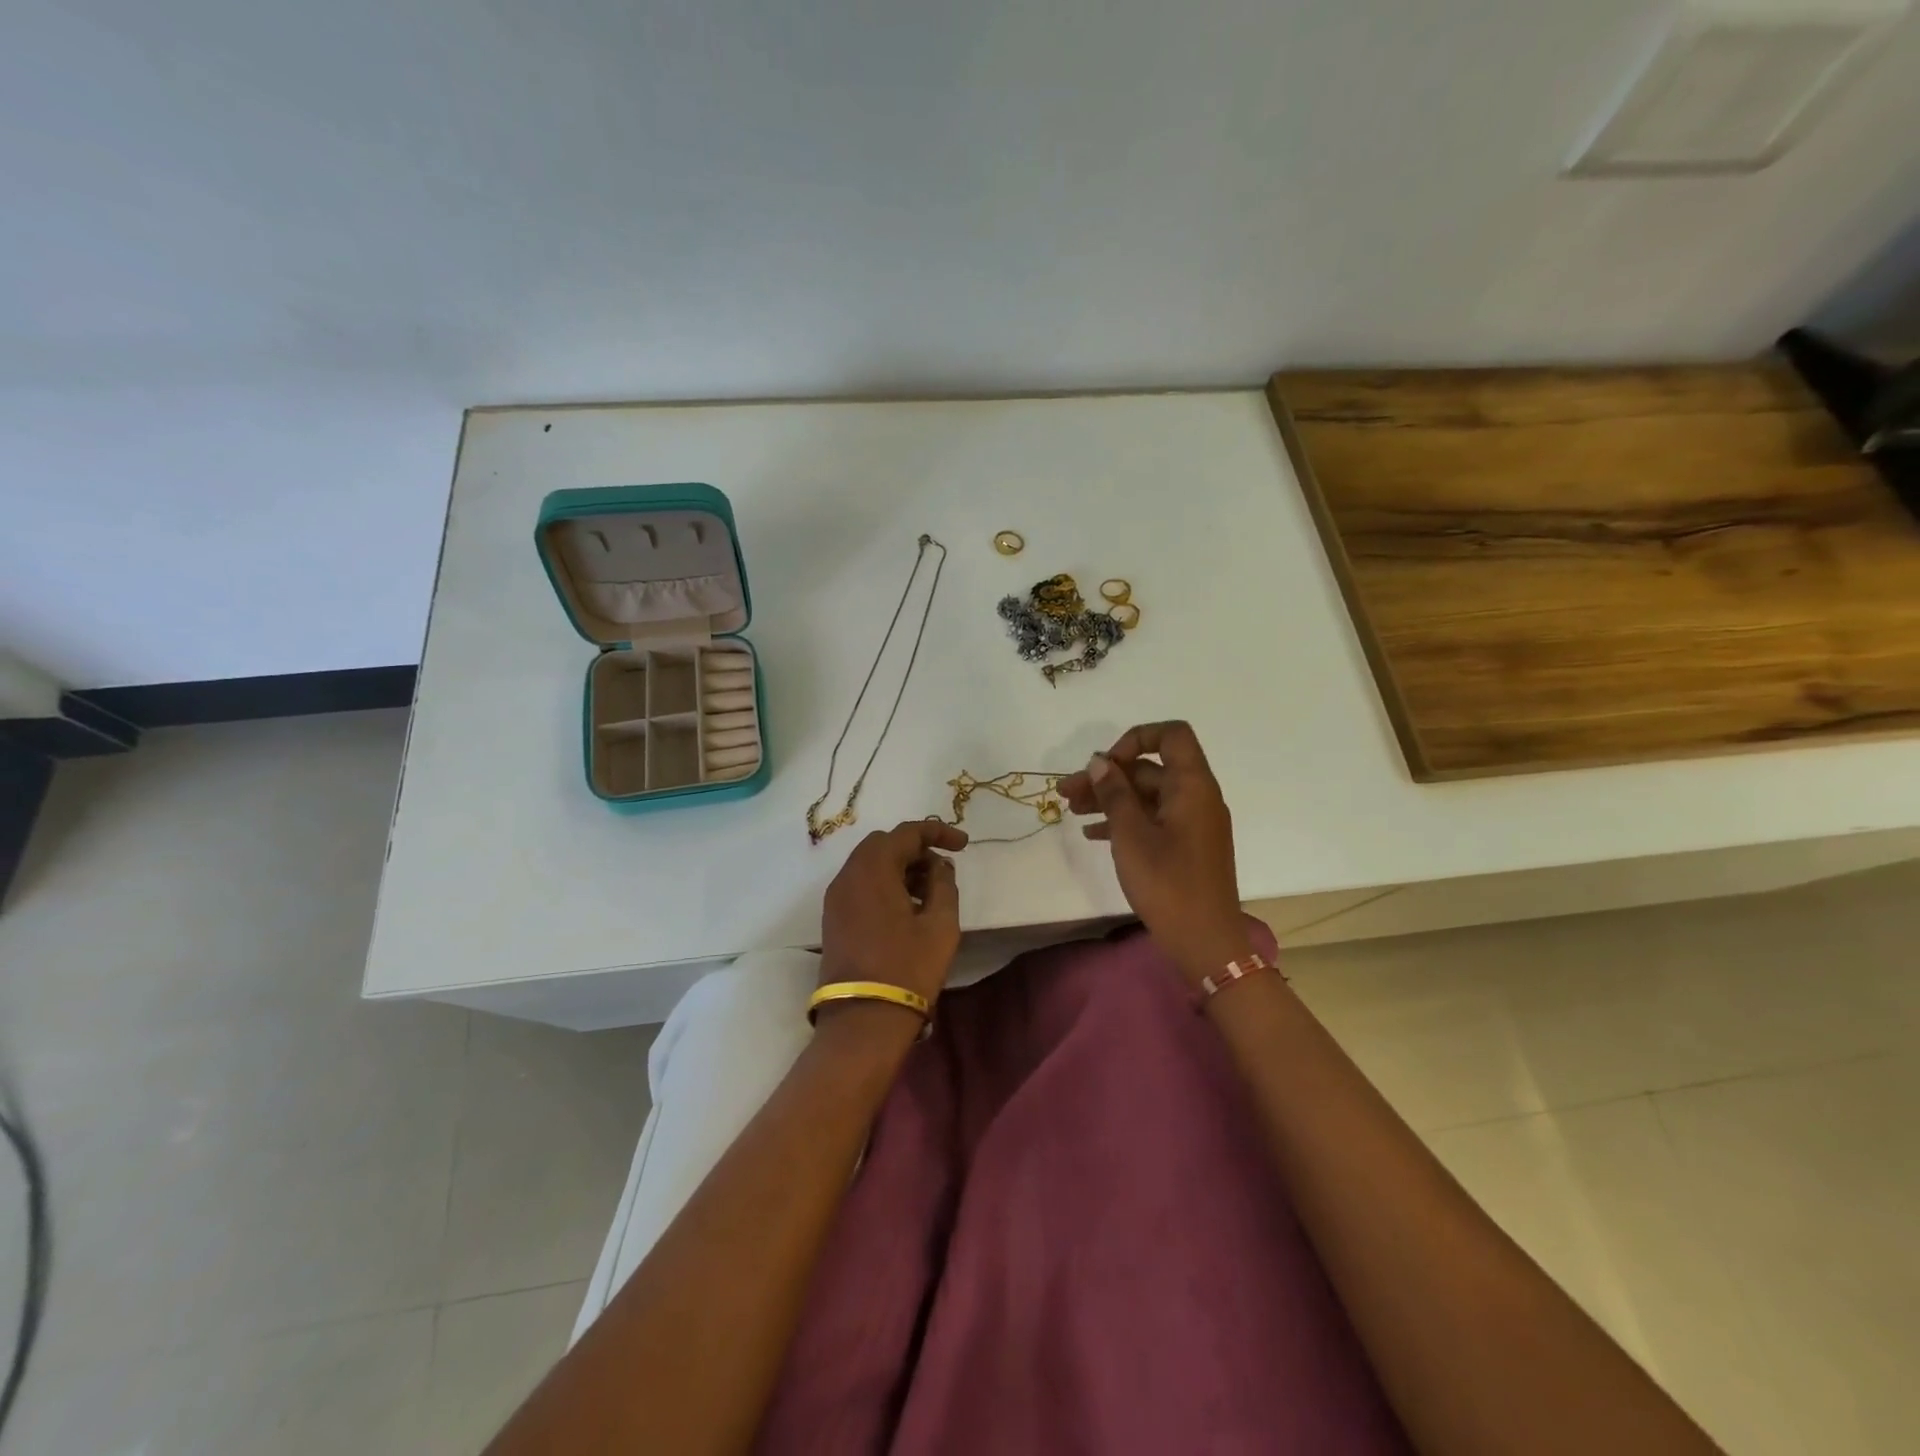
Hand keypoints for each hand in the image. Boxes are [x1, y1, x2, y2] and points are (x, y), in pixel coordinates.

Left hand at [817, 821, 968, 1030]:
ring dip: (900, 868)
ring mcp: (835, 898)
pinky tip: (906, 907)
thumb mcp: (941, 925)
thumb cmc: (908, 968)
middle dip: (916, 849)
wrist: (863, 1020)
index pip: (907, 833)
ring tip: (929, 891)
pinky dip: (884, 884)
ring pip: (869, 865)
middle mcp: (848, 875)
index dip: (938, 832)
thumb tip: (939, 866)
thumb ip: (943, 885)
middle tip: (943, 869)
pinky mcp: (832, 919)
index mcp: (873, 869)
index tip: (963, 844)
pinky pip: (860, 885)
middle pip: (884, 844)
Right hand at [1059, 721, 1248, 982]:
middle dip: (1108, 775)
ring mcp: (1192, 822)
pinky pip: (1153, 818)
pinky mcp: (1186, 846)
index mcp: (1192, 786)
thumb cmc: (1167, 883)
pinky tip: (1093, 833)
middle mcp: (1197, 797)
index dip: (1135, 739)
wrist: (1205, 941)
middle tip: (1067, 791)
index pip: (1171, 735)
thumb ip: (1113, 793)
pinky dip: (1125, 819)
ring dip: (1110, 798)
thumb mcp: (1131, 834)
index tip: (1106, 764)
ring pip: (1147, 795)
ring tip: (1071, 809)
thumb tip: (1100, 761)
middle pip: (1150, 768)